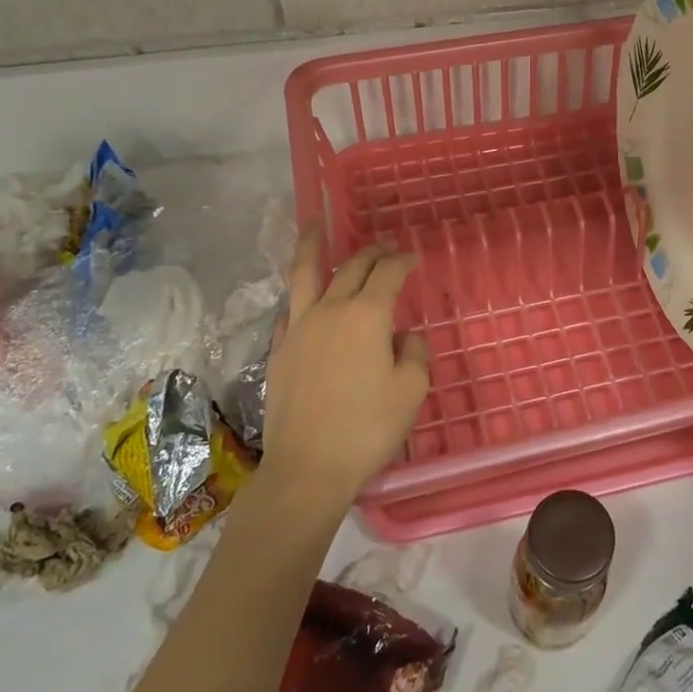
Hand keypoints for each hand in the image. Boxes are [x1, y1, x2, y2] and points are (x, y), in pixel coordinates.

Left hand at [262, 225, 429, 510]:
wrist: (307, 468)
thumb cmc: (368, 428)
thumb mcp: (411, 391)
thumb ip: (414, 353)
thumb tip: (403, 337)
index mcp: (367, 315)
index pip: (388, 273)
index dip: (403, 261)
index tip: (414, 258)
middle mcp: (331, 310)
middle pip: (352, 267)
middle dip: (372, 252)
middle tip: (386, 249)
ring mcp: (299, 327)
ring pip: (305, 273)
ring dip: (312, 245)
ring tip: (313, 223)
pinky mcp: (279, 348)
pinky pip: (290, 308)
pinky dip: (300, 293)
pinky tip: (302, 294)